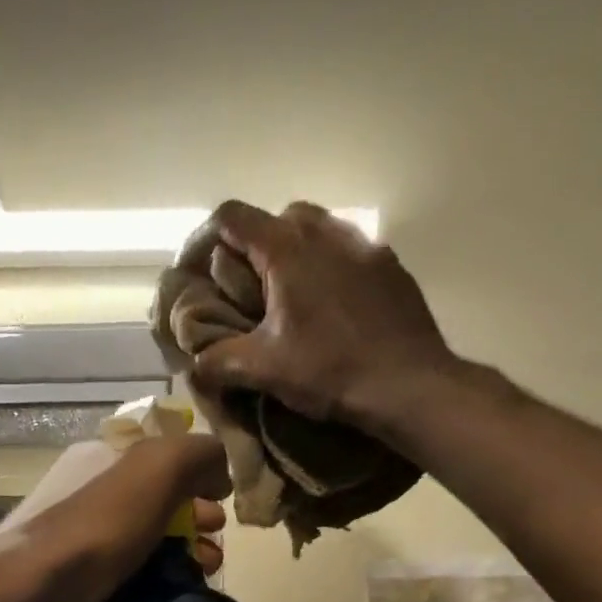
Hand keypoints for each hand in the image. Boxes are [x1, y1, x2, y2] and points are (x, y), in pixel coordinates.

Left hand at [0, 434, 230, 601]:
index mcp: (98, 461)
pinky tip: (179, 597)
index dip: (195, 472)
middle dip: (196, 518)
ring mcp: (87, 549)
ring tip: (206, 571)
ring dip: (186, 555)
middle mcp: (90, 501)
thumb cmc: (97, 528)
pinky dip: (162, 587)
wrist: (38, 600)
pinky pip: (136, 583)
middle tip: (214, 538)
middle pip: (158, 504)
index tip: (221, 496)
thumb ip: (197, 454)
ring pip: (150, 546)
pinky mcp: (88, 592)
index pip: (157, 457)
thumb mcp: (156, 469)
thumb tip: (220, 470)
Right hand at [189, 201, 469, 439]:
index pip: (234, 217)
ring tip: (289, 300)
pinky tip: (329, 311)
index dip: (207, 238)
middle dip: (256, 247)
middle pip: (278, 218)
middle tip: (247, 290)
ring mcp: (364, 245)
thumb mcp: (263, 370)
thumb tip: (194, 362)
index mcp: (288, 249)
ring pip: (318, 231)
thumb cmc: (328, 370)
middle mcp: (327, 232)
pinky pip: (348, 254)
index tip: (199, 269)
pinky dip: (329, 271)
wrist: (407, 384)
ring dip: (295, 256)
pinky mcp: (390, 266)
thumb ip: (219, 361)